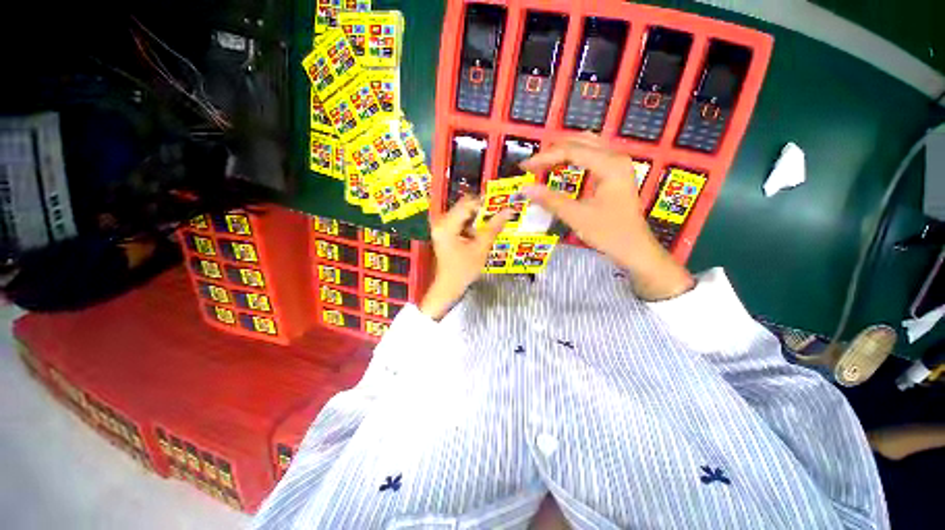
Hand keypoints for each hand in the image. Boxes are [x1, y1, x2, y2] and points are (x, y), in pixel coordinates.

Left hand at [420, 196, 512, 319]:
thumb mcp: (481, 248)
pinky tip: (480, 234)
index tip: (501, 206)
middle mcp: (441, 222)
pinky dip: (471, 225)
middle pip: (464, 207)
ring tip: (491, 225)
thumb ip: (493, 228)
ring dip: (477, 219)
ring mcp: (441, 227)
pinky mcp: (444, 232)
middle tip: (498, 215)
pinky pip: (460, 222)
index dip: (485, 204)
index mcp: (447, 225)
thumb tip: (508, 211)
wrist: (449, 286)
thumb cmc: (463, 270)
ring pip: (463, 214)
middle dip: (482, 211)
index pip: (467, 204)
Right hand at [521, 134, 693, 300]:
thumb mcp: (577, 217)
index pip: (571, 151)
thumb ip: (551, 200)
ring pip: (586, 145)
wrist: (634, 249)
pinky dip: (573, 158)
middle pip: (579, 141)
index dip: (544, 158)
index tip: (525, 167)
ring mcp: (617, 164)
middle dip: (552, 151)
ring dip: (562, 151)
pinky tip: (561, 166)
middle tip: (532, 165)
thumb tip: (525, 190)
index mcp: (610, 165)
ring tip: (542, 164)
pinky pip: (591, 156)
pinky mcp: (615, 173)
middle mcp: (616, 157)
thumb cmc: (610, 233)